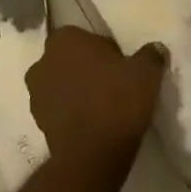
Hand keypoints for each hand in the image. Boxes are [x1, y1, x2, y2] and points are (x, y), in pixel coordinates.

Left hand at [28, 26, 165, 172]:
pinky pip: (58, 109)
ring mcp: (35, 93)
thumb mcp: (146, 72)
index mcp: (65, 39)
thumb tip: (155, 48)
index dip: (105, 51)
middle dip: (87, 69)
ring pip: (62, 84)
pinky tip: (93, 124)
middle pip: (71, 60)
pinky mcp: (37, 122)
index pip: (87, 37)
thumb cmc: (117, 101)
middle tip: (114, 84)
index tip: (121, 66)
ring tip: (103, 107)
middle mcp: (43, 60)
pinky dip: (72, 113)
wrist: (92, 155)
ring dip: (77, 91)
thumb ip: (150, 55)